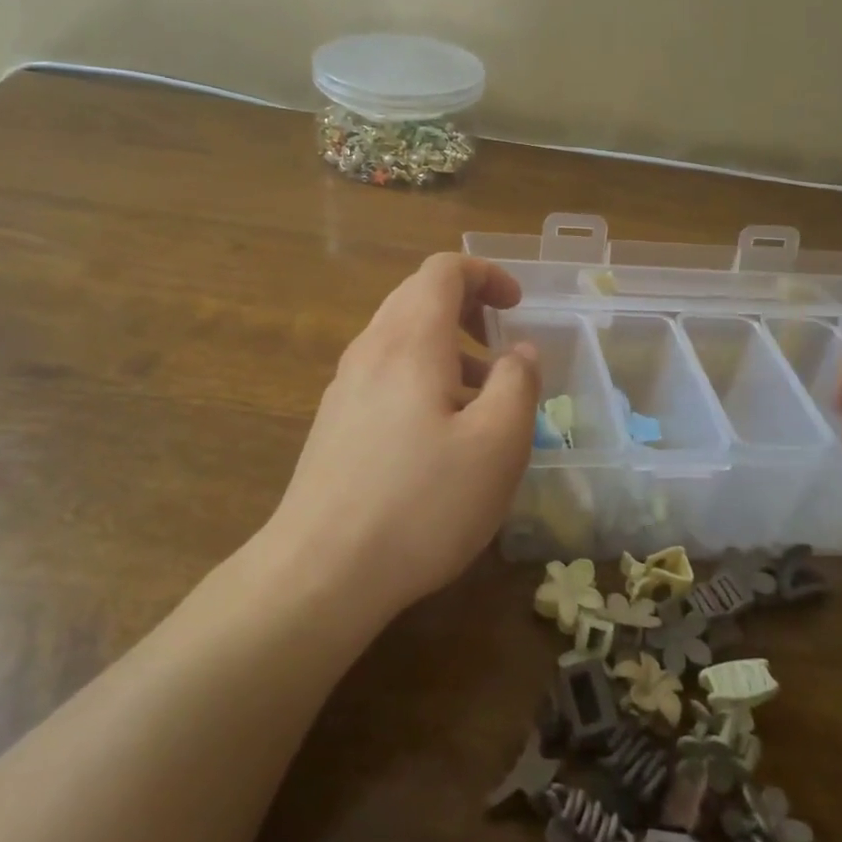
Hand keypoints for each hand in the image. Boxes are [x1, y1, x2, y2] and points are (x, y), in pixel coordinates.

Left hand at [264, 254, 540, 620]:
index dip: (486, 274)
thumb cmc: (422, 503)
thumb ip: (518, 384)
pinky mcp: (334, 422)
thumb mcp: (497, 444)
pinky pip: (384, 374)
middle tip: (502, 345)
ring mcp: (345, 387)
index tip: (518, 307)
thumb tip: (520, 352)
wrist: (322, 570)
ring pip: (400, 338)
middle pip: (417, 297)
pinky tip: (440, 436)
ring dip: (447, 349)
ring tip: (481, 399)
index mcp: (410, 340)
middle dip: (467, 308)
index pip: (442, 270)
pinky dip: (421, 378)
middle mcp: (370, 350)